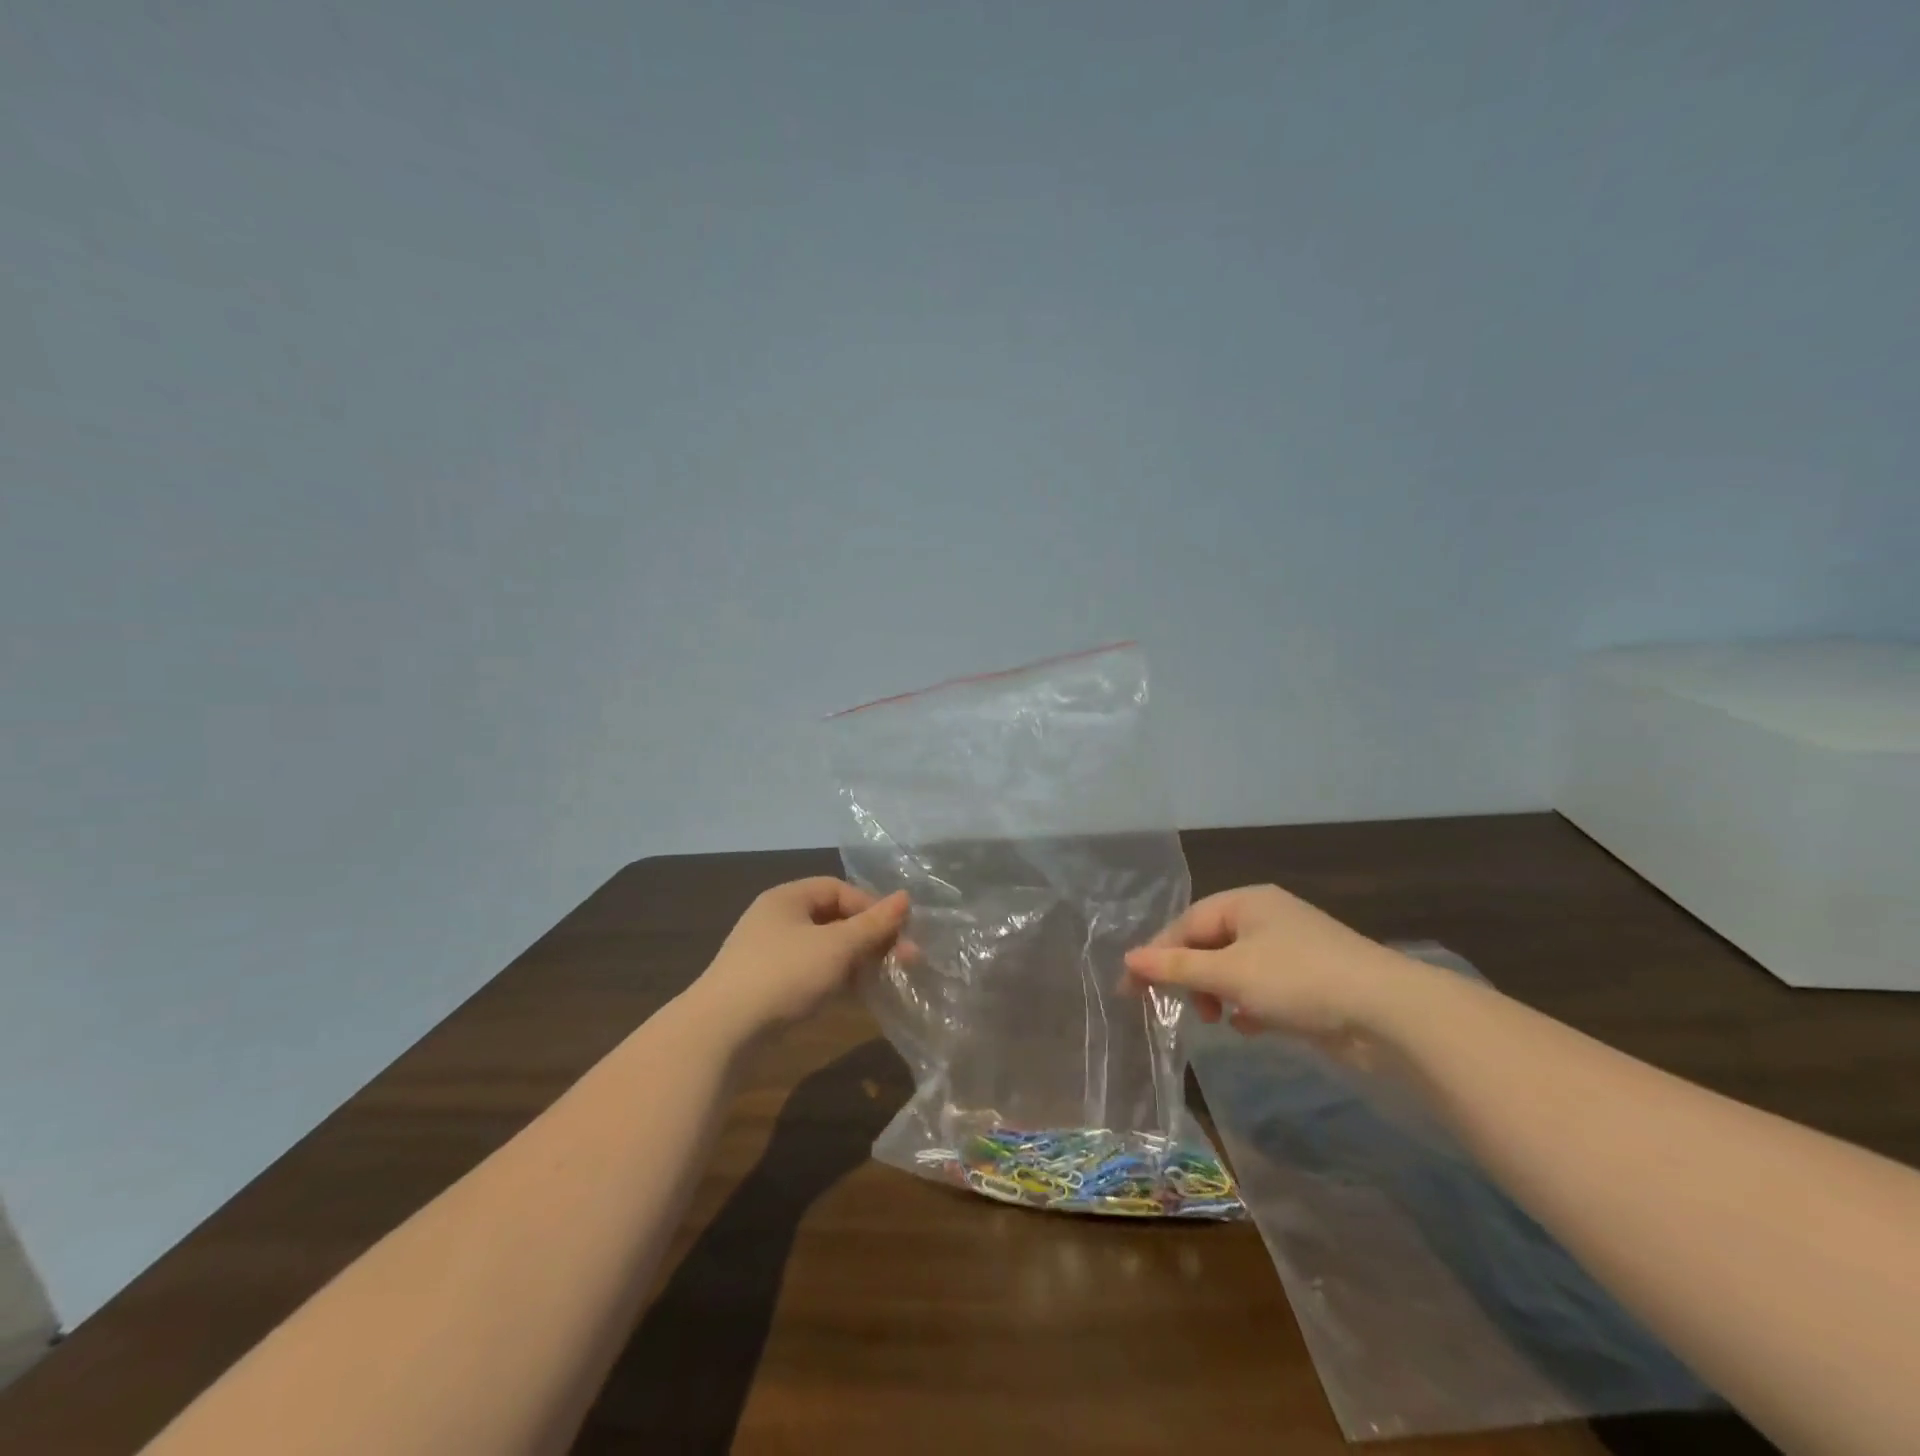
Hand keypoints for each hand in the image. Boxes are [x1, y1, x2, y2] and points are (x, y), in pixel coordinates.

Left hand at [691, 877, 909, 1039]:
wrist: (721, 1034)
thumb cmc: (783, 975)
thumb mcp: (837, 947)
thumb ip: (874, 925)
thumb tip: (906, 897)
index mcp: (787, 898)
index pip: (839, 889)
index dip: (872, 906)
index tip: (898, 932)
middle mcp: (777, 919)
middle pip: (833, 918)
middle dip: (870, 937)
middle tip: (904, 960)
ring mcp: (769, 954)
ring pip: (824, 948)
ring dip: (856, 960)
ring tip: (885, 979)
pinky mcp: (767, 987)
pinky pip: (811, 972)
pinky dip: (836, 979)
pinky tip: (855, 996)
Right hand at [1121, 884, 1415, 1051]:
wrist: (1388, 1013)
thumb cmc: (1298, 980)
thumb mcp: (1229, 974)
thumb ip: (1176, 968)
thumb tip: (1128, 960)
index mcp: (1246, 901)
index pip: (1186, 924)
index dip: (1157, 956)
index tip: (1133, 990)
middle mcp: (1267, 917)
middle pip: (1209, 944)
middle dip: (1190, 977)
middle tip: (1177, 1008)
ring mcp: (1292, 948)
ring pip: (1235, 968)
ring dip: (1218, 993)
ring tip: (1216, 1018)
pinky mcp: (1311, 979)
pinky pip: (1263, 986)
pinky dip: (1249, 1004)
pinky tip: (1250, 1026)